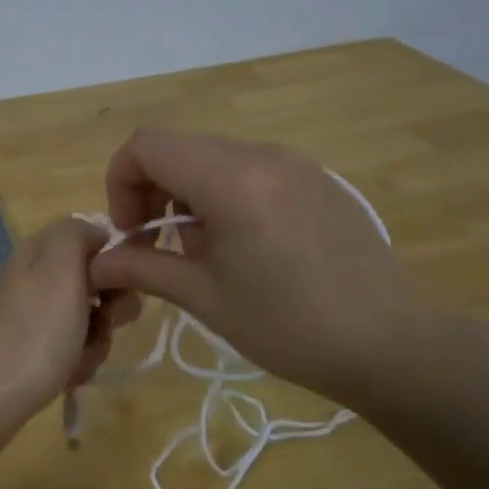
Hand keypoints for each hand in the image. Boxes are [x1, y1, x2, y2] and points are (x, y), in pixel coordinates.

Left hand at [0, 218, 140, 444]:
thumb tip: (94, 233)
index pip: (90, 238)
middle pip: (91, 282)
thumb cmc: (33, 334)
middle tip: (108, 324)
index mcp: (37, 253)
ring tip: (82, 360)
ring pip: (84, 319)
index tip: (124, 285)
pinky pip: (67, 348)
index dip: (114, 260)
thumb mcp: (60, 269)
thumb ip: (77, 235)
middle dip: (110, 307)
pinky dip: (76, 362)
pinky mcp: (26, 352)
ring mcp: (27, 317)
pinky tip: (69, 378)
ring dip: (95, 340)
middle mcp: (31, 279)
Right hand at [86, 128, 438, 408]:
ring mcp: (295, 164)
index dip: (120, 182)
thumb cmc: (288, 325)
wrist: (390, 343)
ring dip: (187, 193)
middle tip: (156, 245)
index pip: (147, 145)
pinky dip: (225, 194)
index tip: (132, 233)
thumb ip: (143, 268)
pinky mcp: (317, 180)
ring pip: (215, 157)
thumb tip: (98, 262)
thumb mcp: (205, 298)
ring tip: (201, 251)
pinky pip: (251, 170)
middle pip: (179, 147)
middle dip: (151, 189)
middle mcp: (262, 155)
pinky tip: (245, 247)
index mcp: (231, 178)